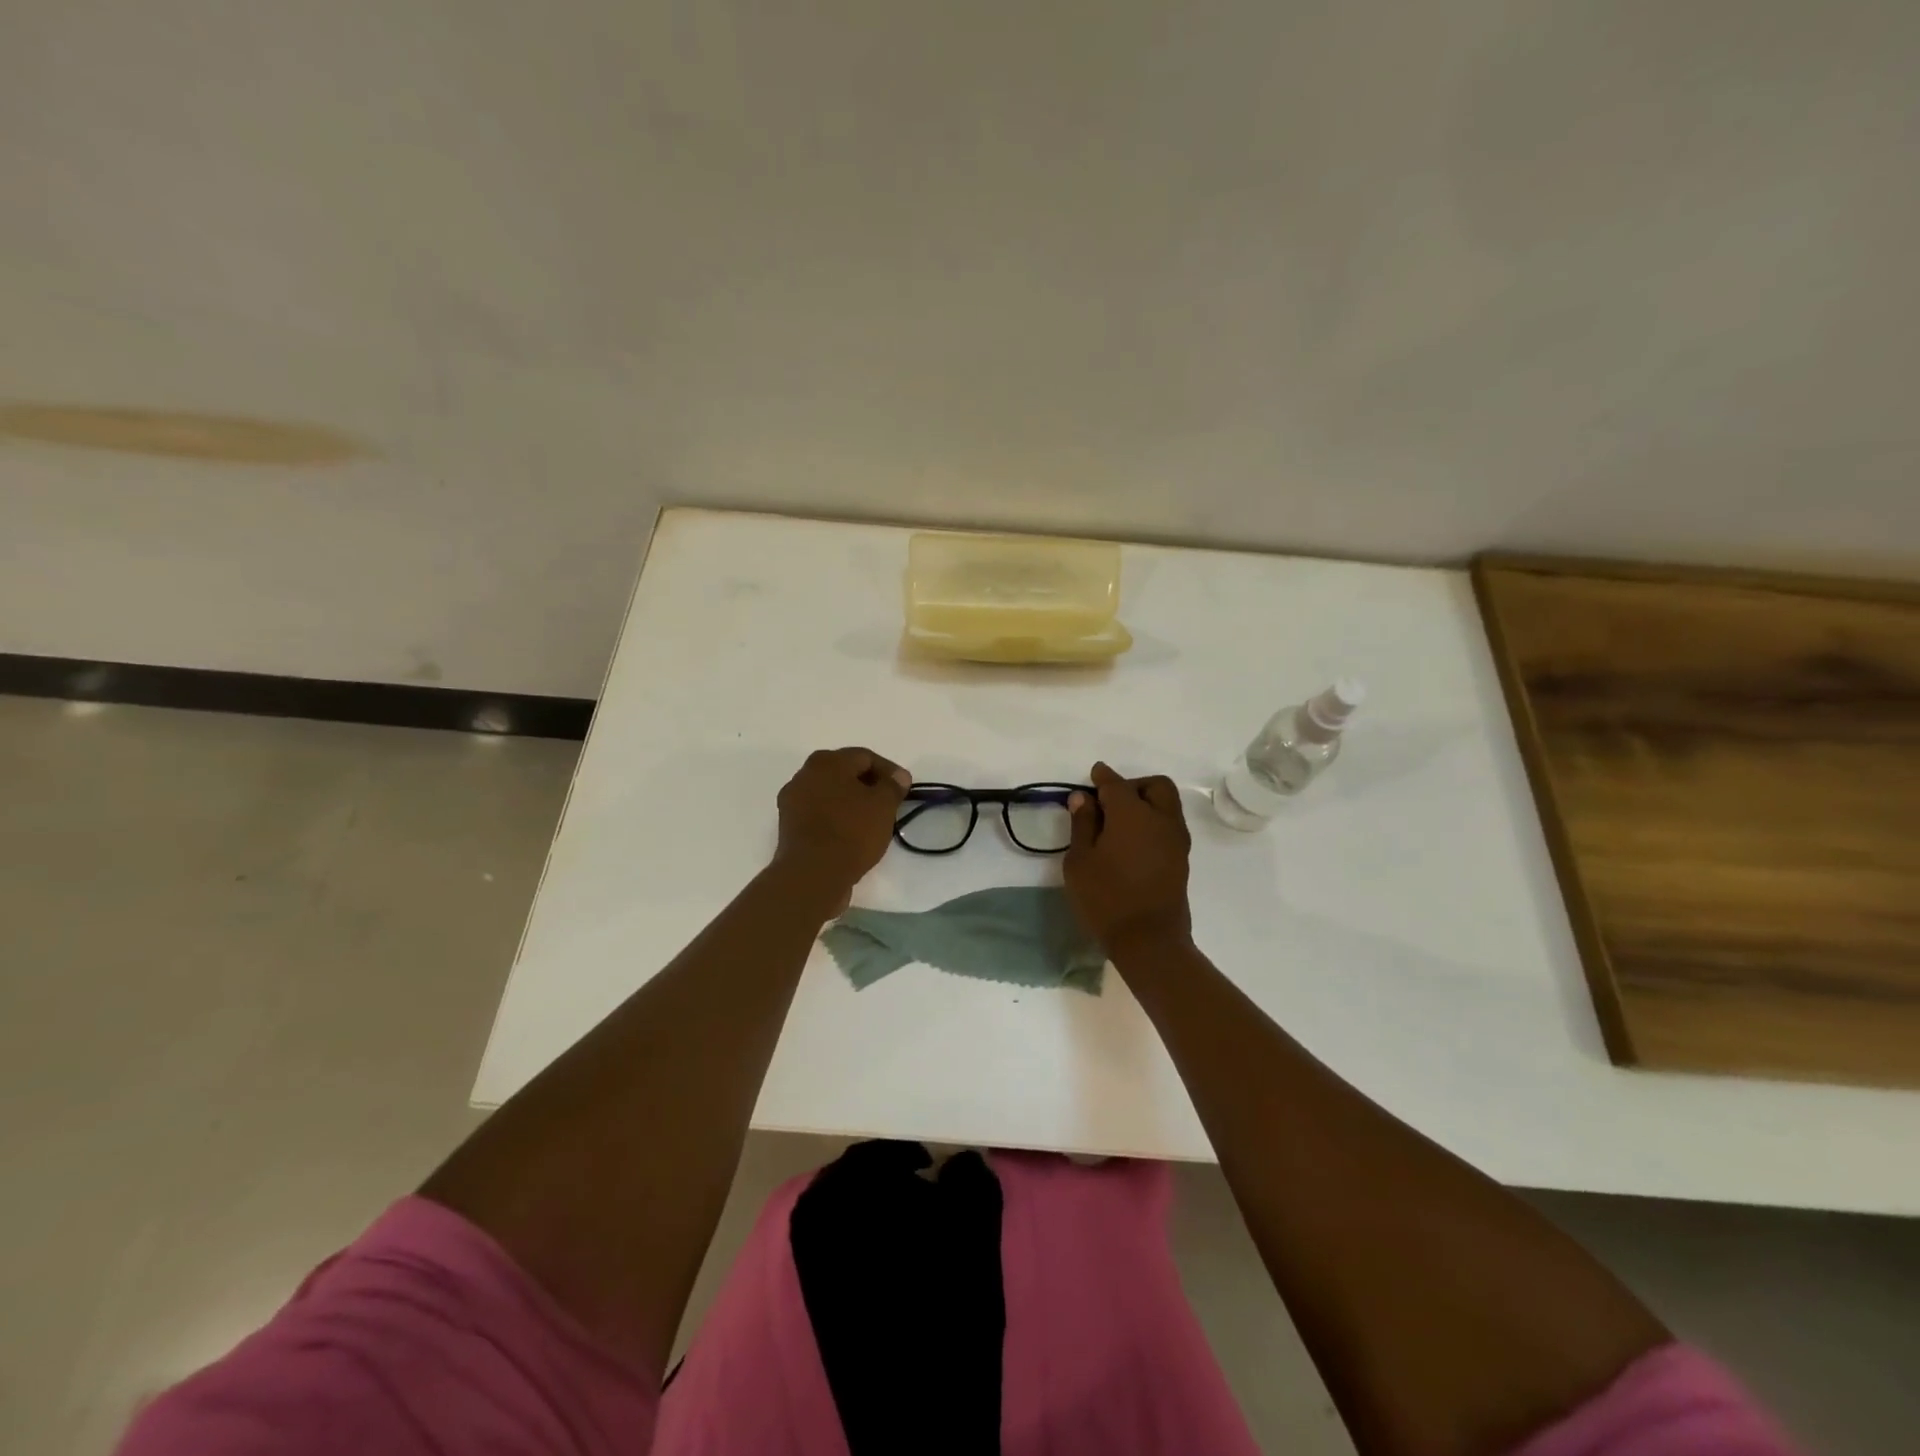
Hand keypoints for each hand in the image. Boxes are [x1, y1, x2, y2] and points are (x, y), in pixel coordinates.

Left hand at [773, 747, 909, 905]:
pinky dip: (836, 818)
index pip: (865, 757)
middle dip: (868, 785)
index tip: (904, 789)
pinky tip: (851, 834)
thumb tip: (898, 776)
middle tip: (888, 803)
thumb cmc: (851, 832)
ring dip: (851, 802)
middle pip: (844, 773)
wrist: (812, 875)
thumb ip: (893, 785)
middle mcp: (804, 774)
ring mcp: (792, 801)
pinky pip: (819, 813)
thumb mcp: (883, 805)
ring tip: (872, 821)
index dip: (889, 771)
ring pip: (830, 794)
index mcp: (826, 761)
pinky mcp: (789, 826)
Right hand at [1063, 762, 1192, 954]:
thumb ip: (1082, 824)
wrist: (1149, 941)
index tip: (1092, 776)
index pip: (1116, 784)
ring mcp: (1176, 839)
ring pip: (1167, 804)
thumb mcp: (1080, 861)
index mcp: (1132, 813)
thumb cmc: (1105, 898)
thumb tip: (1082, 798)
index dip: (1102, 777)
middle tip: (1109, 801)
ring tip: (1119, 823)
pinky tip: (1132, 841)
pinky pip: (1169, 825)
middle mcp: (1160, 818)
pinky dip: (1153, 821)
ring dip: (1146, 803)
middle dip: (1133, 785)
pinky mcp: (1181, 859)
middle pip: (1155, 786)